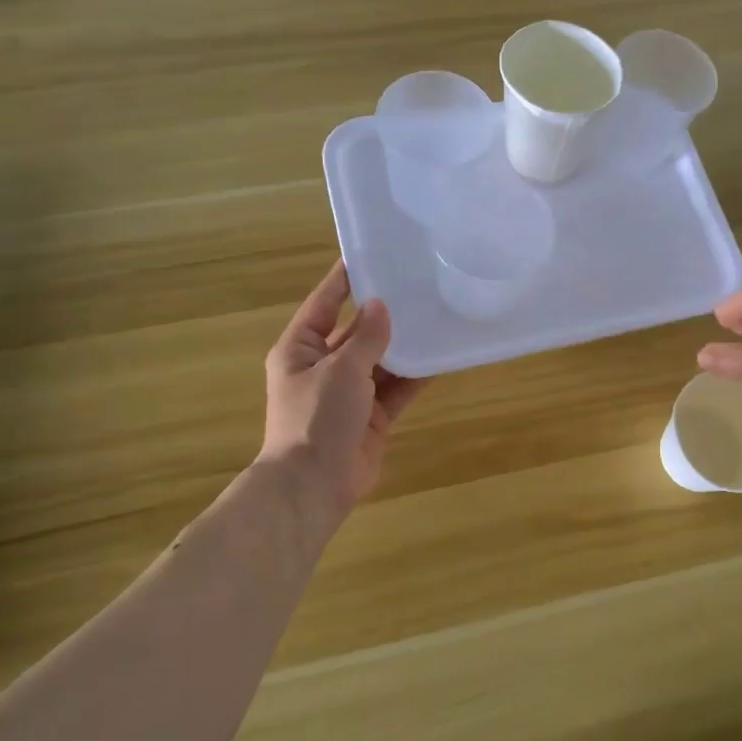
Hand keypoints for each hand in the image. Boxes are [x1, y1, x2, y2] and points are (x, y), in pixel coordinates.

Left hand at [258, 261, 427, 521]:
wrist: (314, 486)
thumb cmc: (316, 418)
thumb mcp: (340, 369)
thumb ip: (365, 337)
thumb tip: (381, 305)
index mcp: (300, 348)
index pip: (324, 303)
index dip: (345, 280)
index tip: (370, 254)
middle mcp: (323, 366)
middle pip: (356, 331)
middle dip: (383, 313)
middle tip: (417, 284)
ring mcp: (349, 393)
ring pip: (381, 360)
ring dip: (404, 344)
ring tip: (436, 316)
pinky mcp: (372, 416)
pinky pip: (397, 388)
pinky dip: (416, 375)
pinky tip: (441, 357)